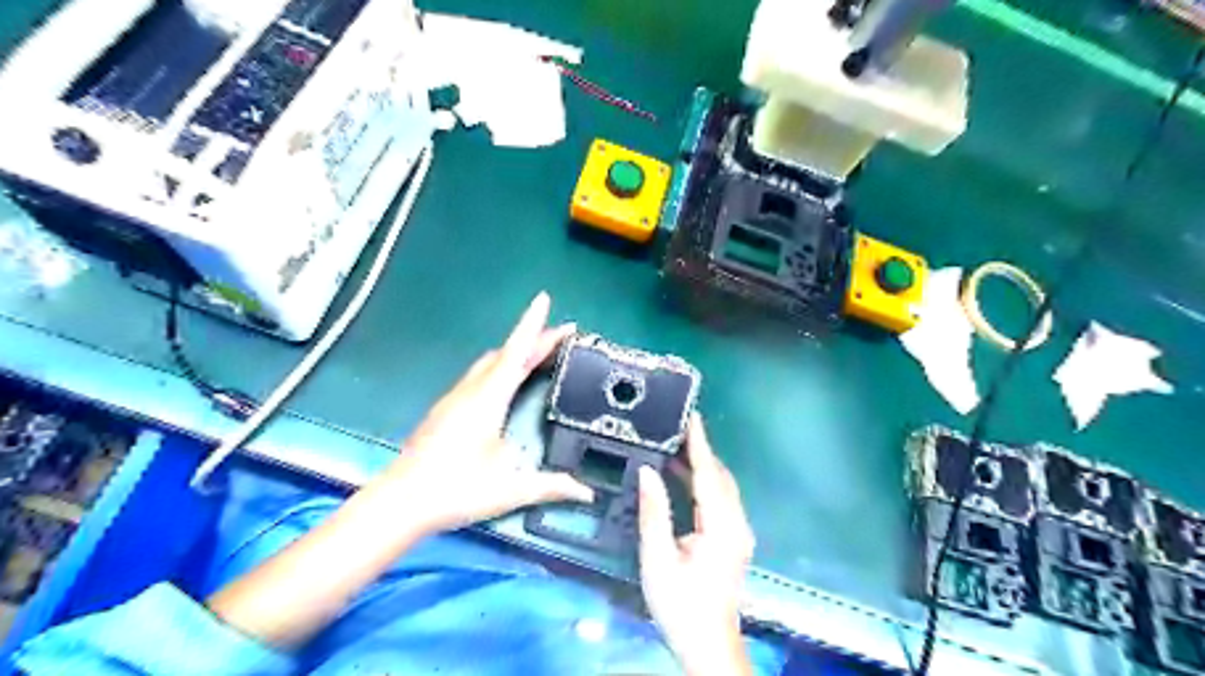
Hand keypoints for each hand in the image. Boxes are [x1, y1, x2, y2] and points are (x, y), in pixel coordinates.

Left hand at [381, 293, 592, 536]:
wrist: (400, 502)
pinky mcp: (445, 411)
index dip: (532, 326)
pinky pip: (479, 376)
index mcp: (487, 400)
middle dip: (534, 339)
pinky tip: (506, 384)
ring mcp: (454, 399)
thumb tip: (586, 492)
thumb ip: (550, 486)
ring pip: (489, 363)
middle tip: (561, 335)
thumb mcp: (509, 489)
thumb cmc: (455, 490)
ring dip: (515, 353)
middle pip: (505, 354)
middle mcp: (470, 391)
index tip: (543, 299)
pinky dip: (500, 367)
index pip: (515, 353)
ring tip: (539, 354)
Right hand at [639, 414, 749, 671]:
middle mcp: (736, 524)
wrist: (707, 645)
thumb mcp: (658, 559)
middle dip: (701, 450)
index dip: (699, 444)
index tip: (691, 417)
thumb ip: (654, 512)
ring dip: (701, 466)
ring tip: (675, 445)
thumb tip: (647, 471)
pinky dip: (702, 483)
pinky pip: (719, 500)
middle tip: (677, 427)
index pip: (709, 475)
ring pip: (721, 487)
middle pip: (720, 477)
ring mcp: (738, 532)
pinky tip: (681, 477)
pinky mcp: (733, 540)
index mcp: (722, 527)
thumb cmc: (680, 605)